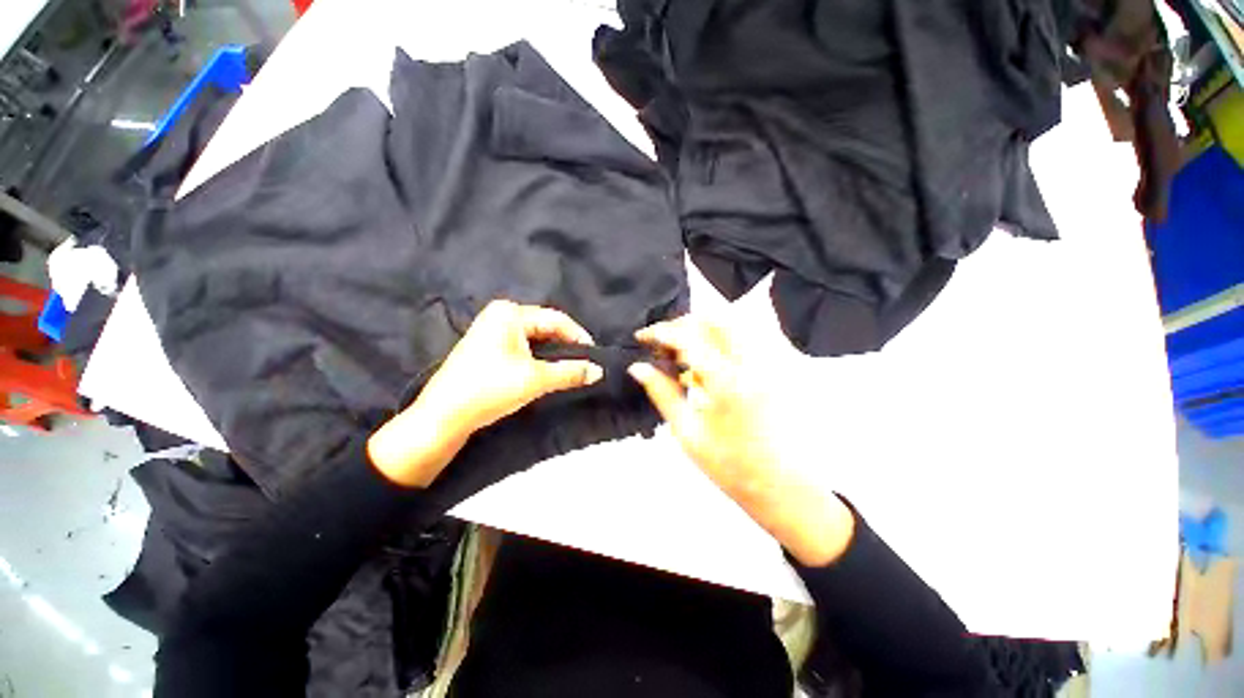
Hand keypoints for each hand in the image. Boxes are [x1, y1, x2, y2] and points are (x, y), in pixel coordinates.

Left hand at [368, 300, 601, 487]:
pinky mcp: (488, 346)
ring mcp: (492, 329)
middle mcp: (501, 314)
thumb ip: (570, 372)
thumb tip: (599, 371)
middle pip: (546, 327)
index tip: (595, 356)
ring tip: (570, 369)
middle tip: (585, 364)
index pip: (556, 319)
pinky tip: (547, 371)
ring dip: (553, 353)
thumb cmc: (490, 389)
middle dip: (566, 346)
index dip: (579, 337)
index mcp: (510, 313)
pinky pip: (523, 346)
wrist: (443, 417)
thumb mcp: (536, 379)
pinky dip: (539, 358)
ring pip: (535, 338)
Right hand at [628, 315, 853, 565]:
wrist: (781, 487)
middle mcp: (750, 363)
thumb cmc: (730, 466)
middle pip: (713, 320)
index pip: (688, 338)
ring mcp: (765, 363)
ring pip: (730, 325)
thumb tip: (638, 367)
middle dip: (681, 324)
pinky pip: (741, 340)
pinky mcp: (772, 368)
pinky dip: (717, 341)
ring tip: (679, 350)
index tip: (641, 337)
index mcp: (726, 381)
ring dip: (700, 329)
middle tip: (661, 343)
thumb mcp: (687, 432)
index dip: (660, 332)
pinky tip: (703, 363)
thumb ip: (662, 393)